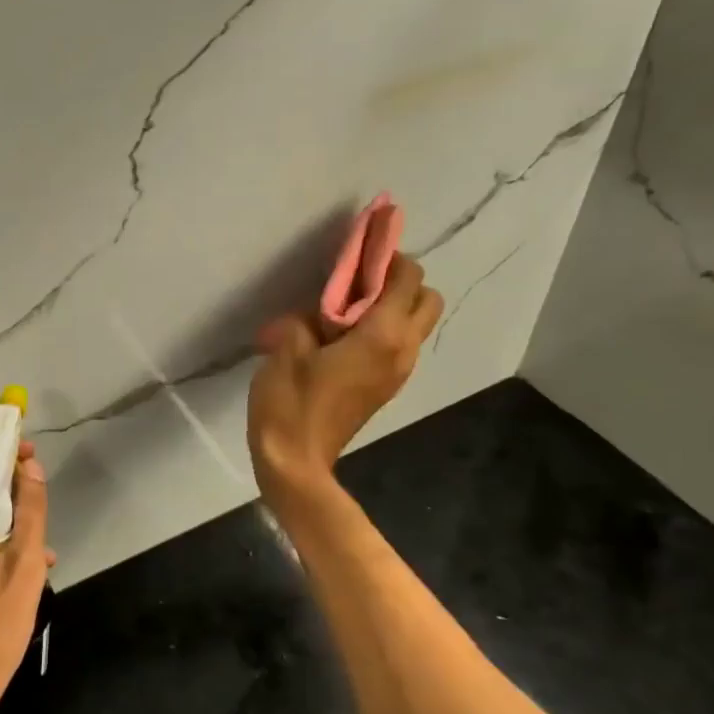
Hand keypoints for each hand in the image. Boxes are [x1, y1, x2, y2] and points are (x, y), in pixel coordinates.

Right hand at [248, 252, 442, 490]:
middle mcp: (402, 350)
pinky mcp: (385, 387)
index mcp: (382, 336)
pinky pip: (398, 344)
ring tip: (345, 309)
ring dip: (391, 306)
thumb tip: (315, 315)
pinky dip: (382, 329)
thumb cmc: (290, 404)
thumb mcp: (286, 349)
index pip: (406, 278)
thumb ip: (305, 319)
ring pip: (416, 323)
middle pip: (427, 298)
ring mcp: (398, 372)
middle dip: (400, 281)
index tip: (358, 250)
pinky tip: (342, 336)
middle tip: (357, 282)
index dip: (387, 255)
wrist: (295, 463)